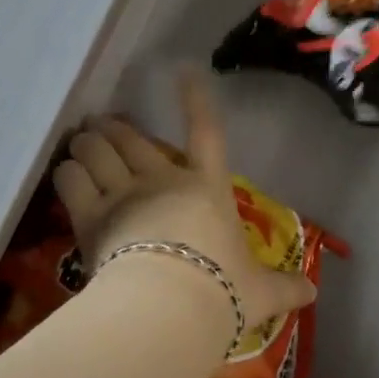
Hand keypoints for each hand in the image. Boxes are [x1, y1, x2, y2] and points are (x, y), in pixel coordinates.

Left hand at [52, 71, 317, 340]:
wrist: (170, 308)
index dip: (195, 99)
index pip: (206, 133)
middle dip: (115, 128)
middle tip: (102, 125)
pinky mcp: (91, 215)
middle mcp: (163, 181)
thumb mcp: (260, 292)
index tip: (183, 69)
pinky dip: (66, 172)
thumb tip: (313, 294)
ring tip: (79, 144)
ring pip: (96, 151)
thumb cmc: (222, 292)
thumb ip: (284, 288)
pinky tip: (65, 172)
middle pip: (133, 139)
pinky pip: (71, 179)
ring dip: (87, 144)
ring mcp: (124, 194)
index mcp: (207, 189)